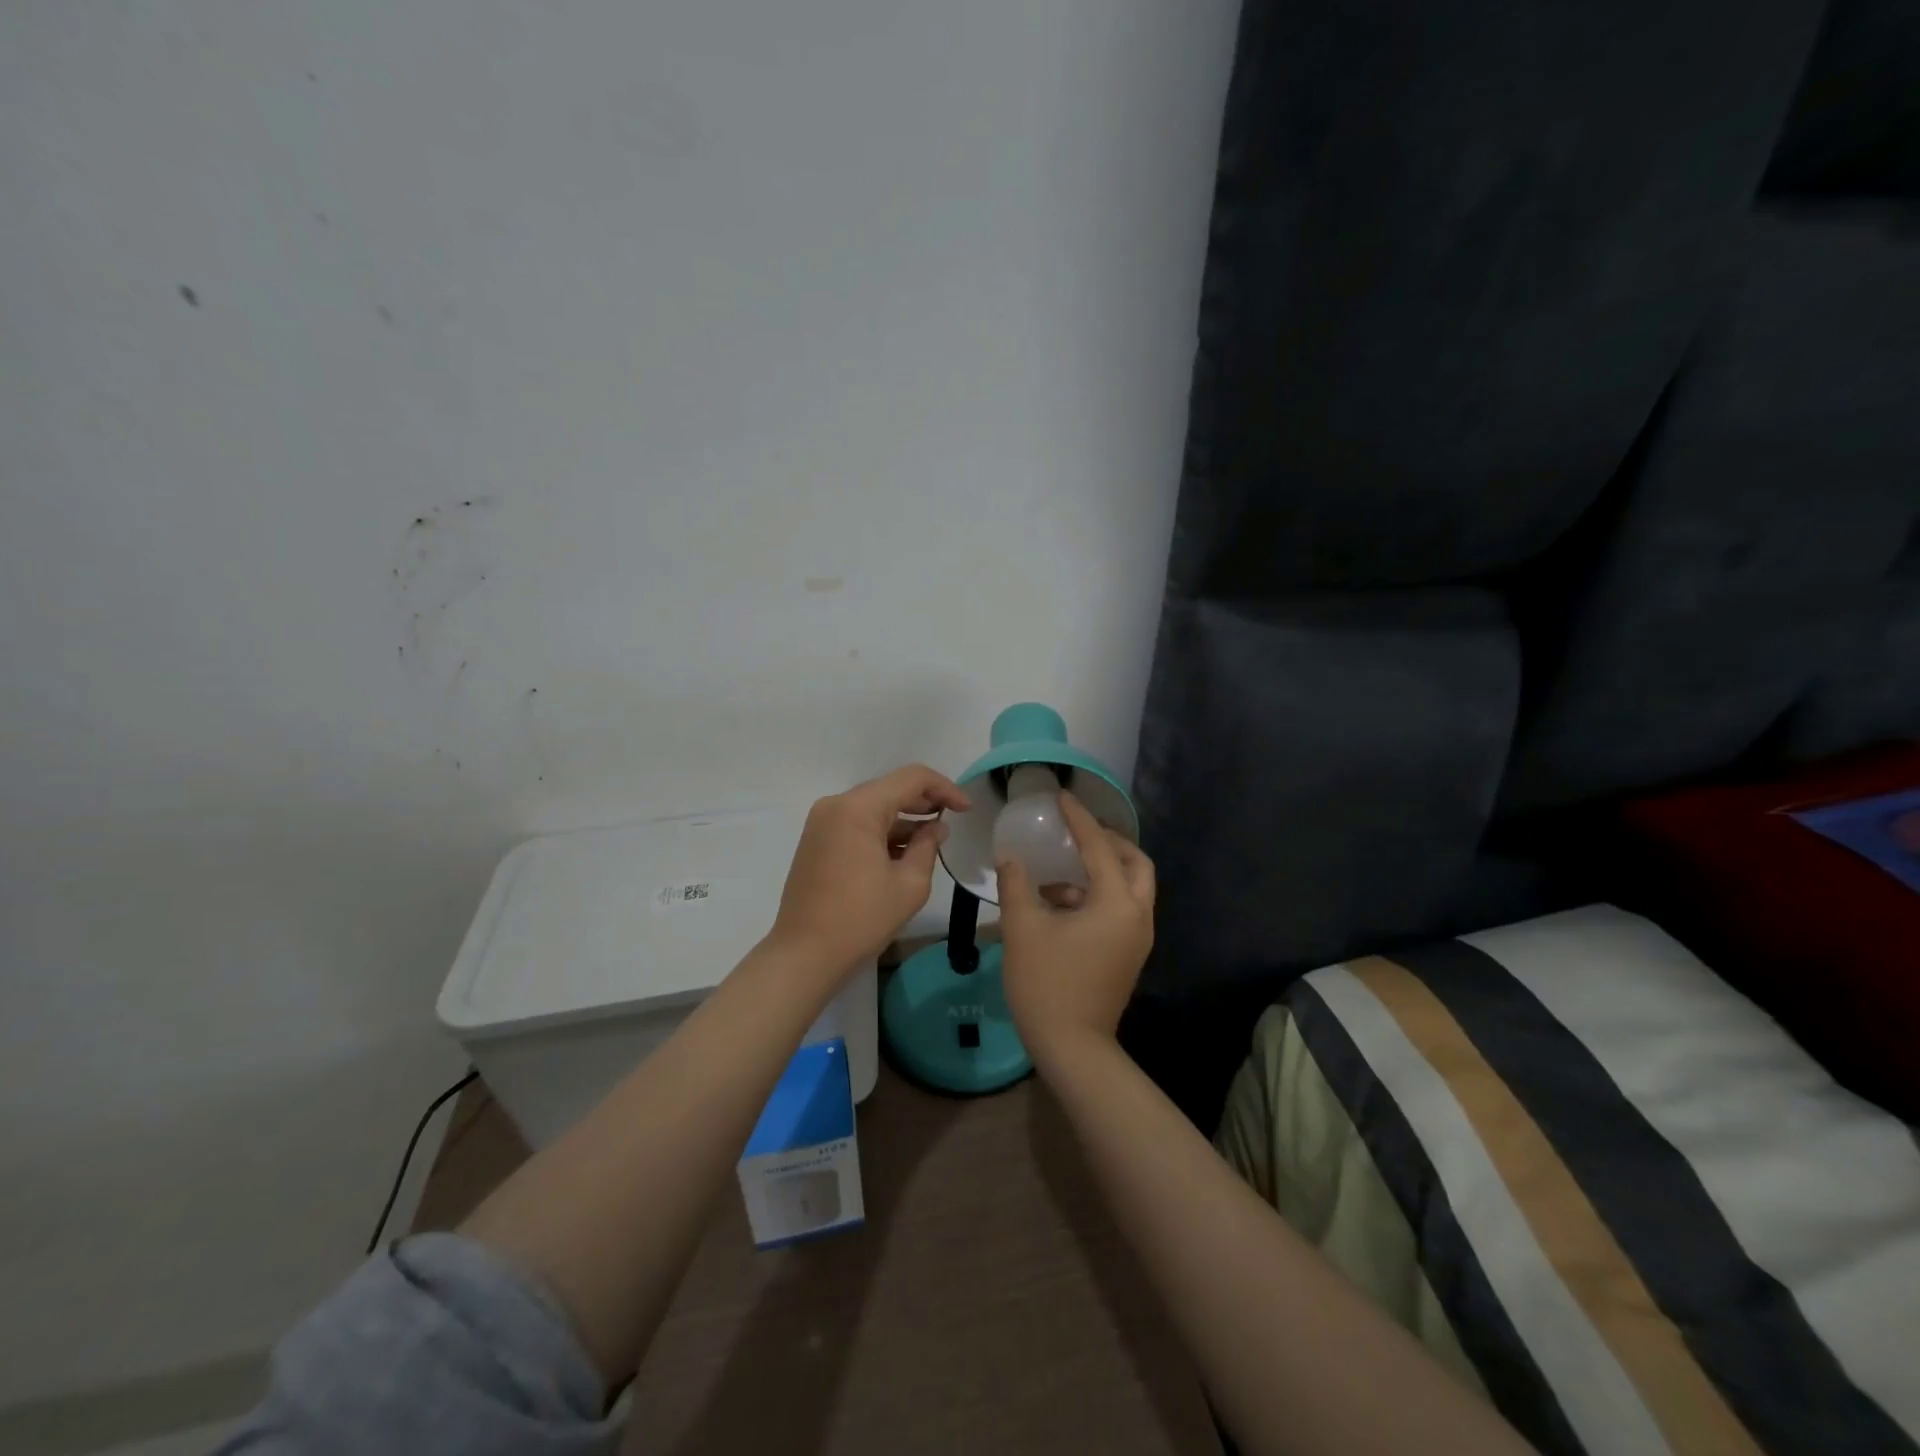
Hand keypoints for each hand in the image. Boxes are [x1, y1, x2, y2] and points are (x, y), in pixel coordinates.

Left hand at [769, 764, 970, 976]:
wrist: (804, 954)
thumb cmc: (861, 919)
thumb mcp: (909, 884)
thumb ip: (928, 846)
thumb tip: (936, 828)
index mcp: (858, 808)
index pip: (911, 779)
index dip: (944, 788)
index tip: (966, 809)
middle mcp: (836, 805)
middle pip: (889, 788)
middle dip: (924, 801)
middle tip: (953, 819)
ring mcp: (821, 823)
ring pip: (872, 806)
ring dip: (903, 818)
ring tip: (931, 839)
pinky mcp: (816, 841)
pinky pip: (856, 823)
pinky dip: (881, 831)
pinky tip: (902, 851)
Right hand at [996, 791, 1155, 1067]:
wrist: (1072, 1047)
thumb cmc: (1046, 983)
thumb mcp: (1023, 928)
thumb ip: (1016, 885)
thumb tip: (1011, 858)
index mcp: (1116, 903)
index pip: (1099, 847)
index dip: (1079, 819)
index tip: (1062, 797)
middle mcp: (1137, 916)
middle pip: (1136, 863)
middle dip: (1110, 842)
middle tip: (1080, 832)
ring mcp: (1137, 938)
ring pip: (1131, 888)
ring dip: (1104, 870)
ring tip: (1061, 870)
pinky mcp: (1129, 955)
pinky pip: (1121, 909)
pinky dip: (1099, 895)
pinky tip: (1060, 904)